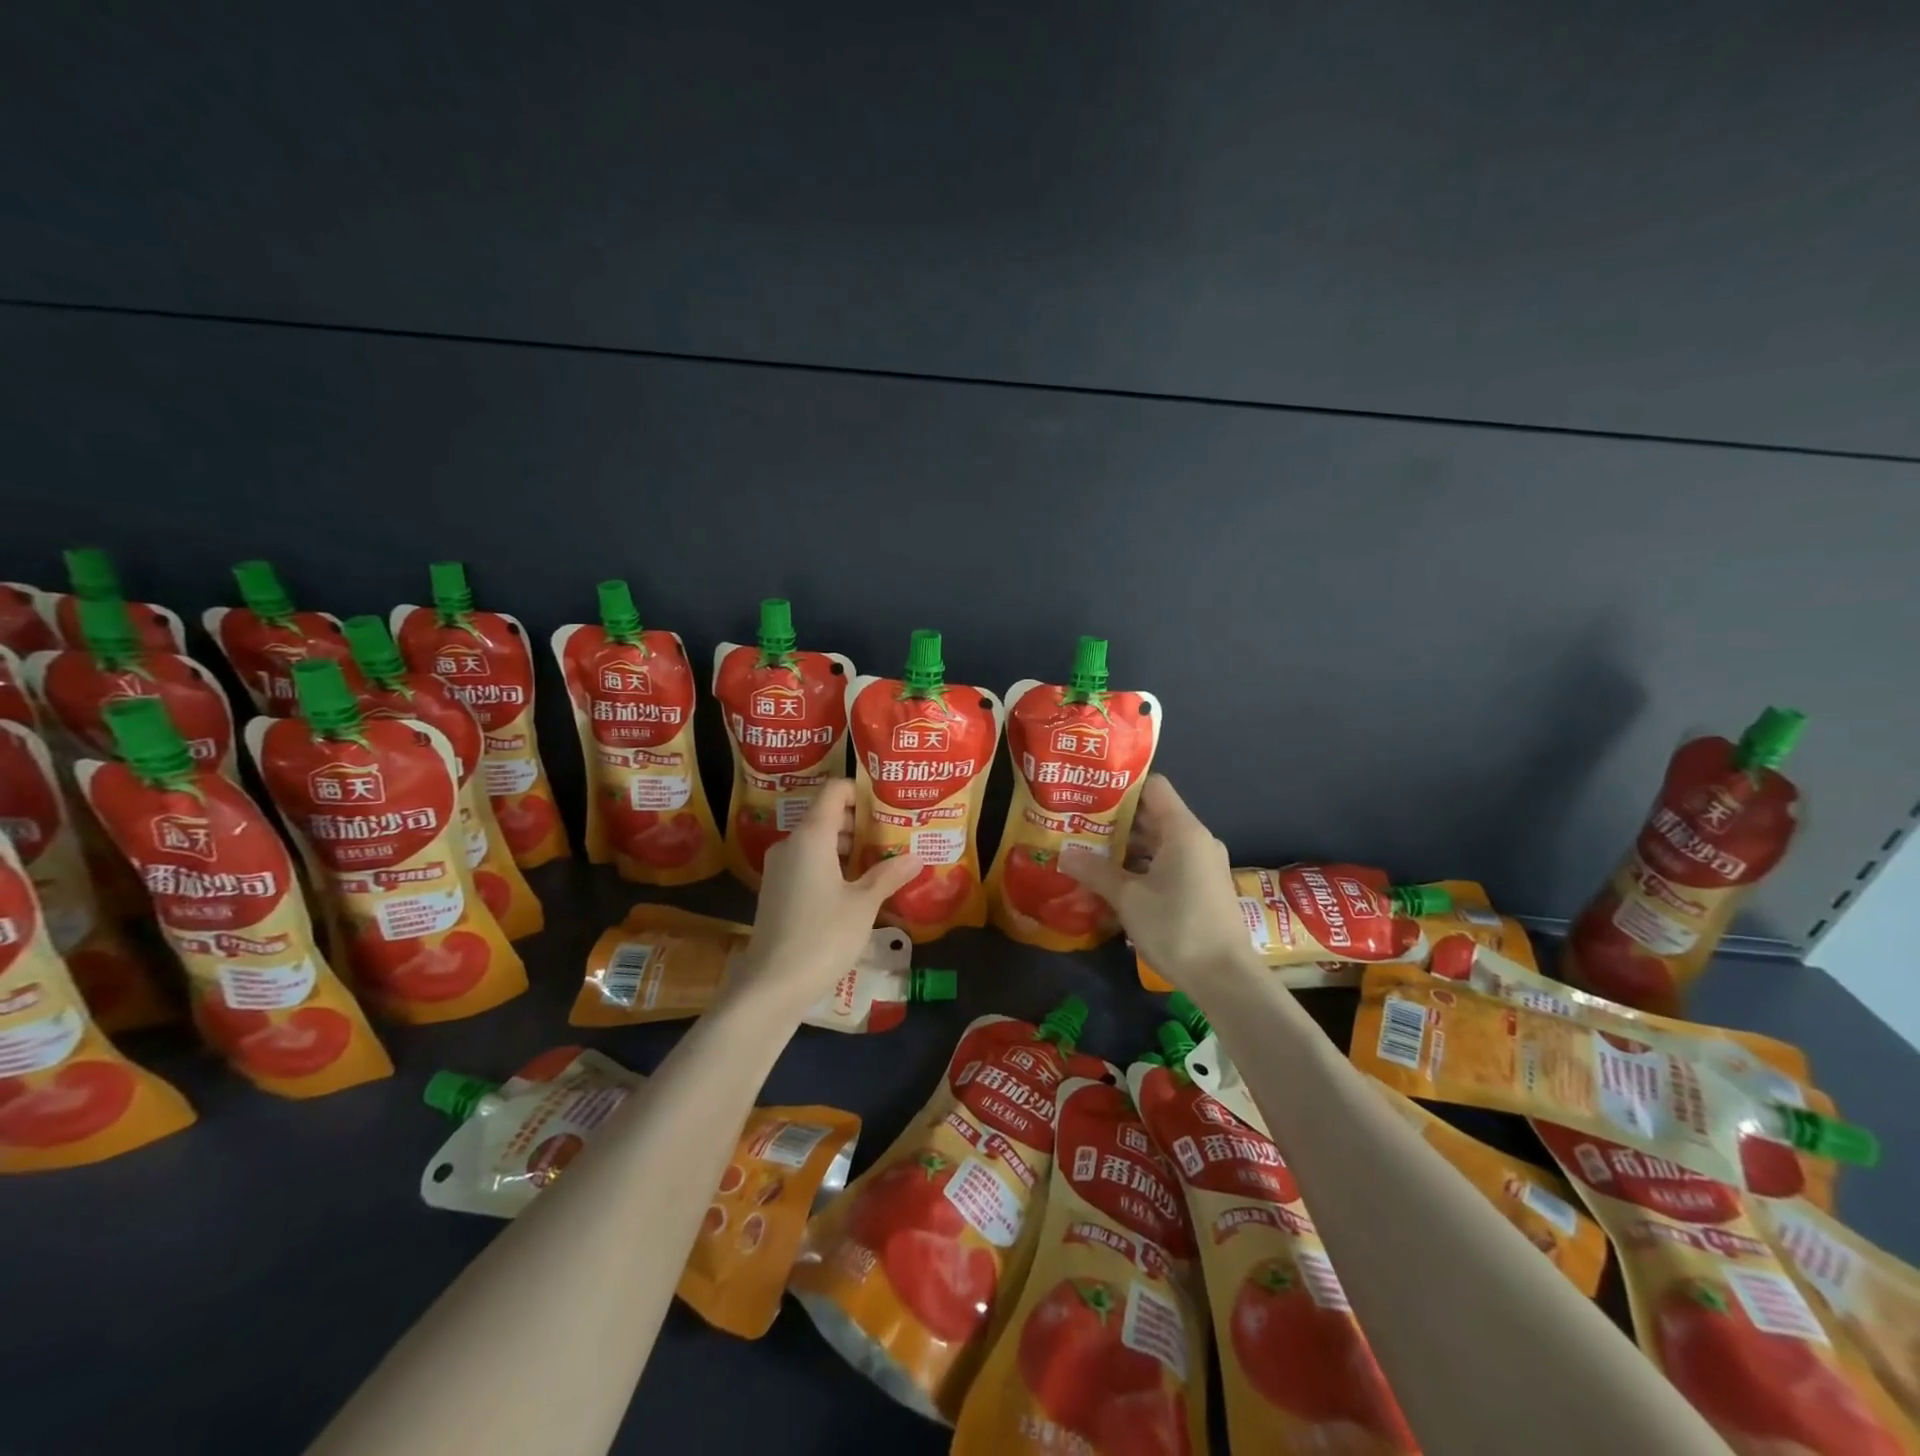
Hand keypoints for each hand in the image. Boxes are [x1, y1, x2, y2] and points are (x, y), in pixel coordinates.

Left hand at [727, 778, 922, 1018]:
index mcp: (811, 836)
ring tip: (882, 861)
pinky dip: (833, 866)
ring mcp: (780, 868)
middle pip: (828, 816)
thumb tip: (916, 857)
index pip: (834, 791)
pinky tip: (857, 887)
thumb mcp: (863, 905)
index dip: (861, 791)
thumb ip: (889, 875)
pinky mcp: (777, 891)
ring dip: (849, 848)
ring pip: (818, 842)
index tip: (889, 804)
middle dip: (862, 823)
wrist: (771, 985)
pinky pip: (808, 864)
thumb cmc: (822, 936)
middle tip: (895, 835)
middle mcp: (791, 844)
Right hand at [1061, 775, 1257, 993]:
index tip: (1090, 794)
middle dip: (1116, 821)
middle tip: (1079, 825)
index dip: (1122, 787)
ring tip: (1089, 853)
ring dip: (1126, 848)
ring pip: (1159, 843)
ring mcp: (1202, 865)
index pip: (1153, 787)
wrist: (1225, 979)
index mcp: (1183, 830)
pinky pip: (1168, 864)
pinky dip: (1142, 867)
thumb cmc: (1176, 927)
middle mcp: (1196, 840)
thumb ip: (1096, 871)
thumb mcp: (1128, 898)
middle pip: (1153, 815)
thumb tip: (1064, 854)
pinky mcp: (1203, 888)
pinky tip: (1114, 882)